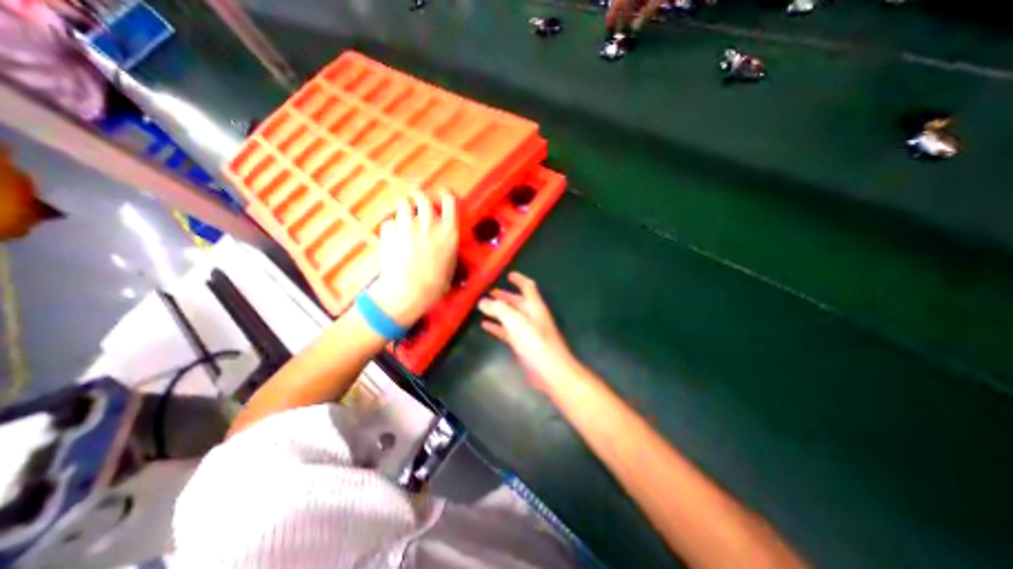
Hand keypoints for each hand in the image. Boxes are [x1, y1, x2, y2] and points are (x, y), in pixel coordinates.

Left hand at [372, 189, 457, 324]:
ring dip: (405, 207)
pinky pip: (390, 221)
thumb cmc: (435, 284)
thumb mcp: (451, 264)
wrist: (409, 291)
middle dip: (421, 198)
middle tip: (419, 206)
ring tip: (405, 217)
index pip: (449, 200)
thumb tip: (444, 237)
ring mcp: (407, 226)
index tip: (442, 196)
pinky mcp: (390, 232)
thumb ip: (448, 245)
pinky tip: (394, 236)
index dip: (445, 195)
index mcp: (448, 232)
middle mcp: (429, 224)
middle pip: (423, 196)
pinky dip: (392, 225)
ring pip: (404, 203)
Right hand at [477, 272, 572, 388]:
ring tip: (483, 307)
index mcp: (534, 306)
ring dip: (499, 311)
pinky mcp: (523, 344)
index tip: (508, 275)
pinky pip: (507, 331)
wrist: (550, 371)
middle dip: (504, 296)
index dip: (519, 279)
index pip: (527, 287)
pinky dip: (497, 327)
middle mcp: (532, 315)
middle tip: (489, 293)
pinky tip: (485, 325)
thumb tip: (483, 301)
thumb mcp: (516, 322)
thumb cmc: (535, 342)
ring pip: (511, 316)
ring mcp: (528, 330)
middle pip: (517, 301)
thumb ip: (499, 309)